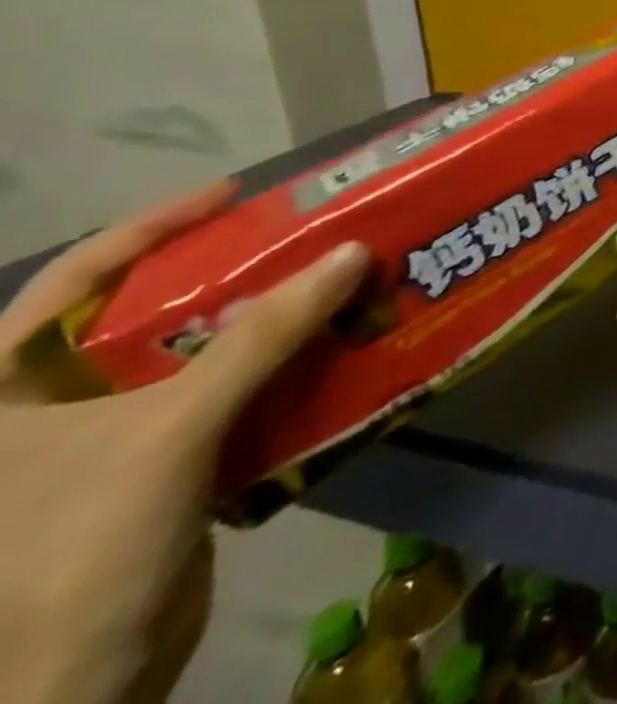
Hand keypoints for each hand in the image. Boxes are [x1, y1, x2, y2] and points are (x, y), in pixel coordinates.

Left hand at [0, 181, 369, 703]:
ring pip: (192, 354)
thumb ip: (263, 337)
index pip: (74, 278)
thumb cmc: (81, 544)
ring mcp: (99, 442)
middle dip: (230, 271)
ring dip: (265, 320)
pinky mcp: (151, 468)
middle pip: (146, 312)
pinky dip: (272, 369)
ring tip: (330, 282)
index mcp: (5, 392)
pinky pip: (220, 395)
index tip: (235, 194)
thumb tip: (351, 252)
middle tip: (302, 235)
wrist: (77, 682)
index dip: (155, 226)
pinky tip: (324, 351)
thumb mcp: (174, 428)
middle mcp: (43, 408)